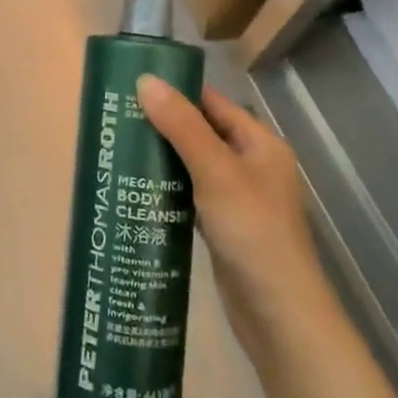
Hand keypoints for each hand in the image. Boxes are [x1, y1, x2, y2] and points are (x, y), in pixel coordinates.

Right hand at [137, 77, 329, 367]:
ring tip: (120, 147)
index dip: (176, 92)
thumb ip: (181, 126)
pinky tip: (138, 189)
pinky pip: (191, 196)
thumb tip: (145, 80)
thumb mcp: (215, 172)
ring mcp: (238, 199)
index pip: (213, 103)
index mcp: (260, 144)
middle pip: (202, 133)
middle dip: (163, 125)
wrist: (279, 317)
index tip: (132, 87)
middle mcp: (252, 166)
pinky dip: (168, 189)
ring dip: (162, 158)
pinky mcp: (224, 228)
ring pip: (193, 166)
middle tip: (117, 118)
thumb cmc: (253, 233)